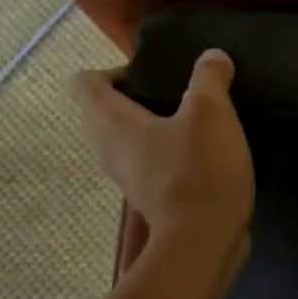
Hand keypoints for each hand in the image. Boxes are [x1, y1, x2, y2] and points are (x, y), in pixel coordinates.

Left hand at [71, 49, 253, 272]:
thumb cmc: (199, 170)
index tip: (155, 74)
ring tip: (192, 120)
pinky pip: (148, 162)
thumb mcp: (211, 113)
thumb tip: (213, 57)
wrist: (204, 241)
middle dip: (136, 96)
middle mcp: (109, 149)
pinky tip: (202, 152)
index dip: (115, 69)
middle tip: (177, 93)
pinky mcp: (150, 197)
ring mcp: (128, 177)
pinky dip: (167, 152)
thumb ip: (209, 78)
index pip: (84, 82)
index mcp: (111, 122)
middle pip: (104, 110)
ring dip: (153, 125)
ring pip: (127, 139)